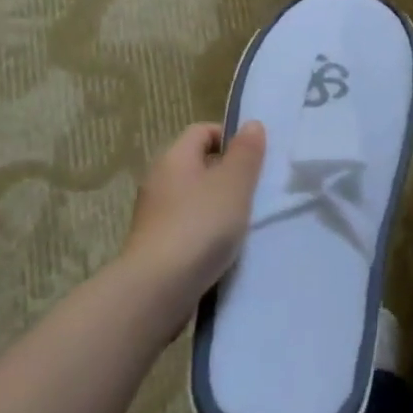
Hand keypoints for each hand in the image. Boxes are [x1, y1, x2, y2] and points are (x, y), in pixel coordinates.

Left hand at [116, 122, 266, 303]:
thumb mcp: (234, 184)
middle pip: (198, 165)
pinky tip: (226, 246)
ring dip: (220, 204)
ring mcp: (155, 216)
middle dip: (229, 173)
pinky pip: (189, 226)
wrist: (158, 288)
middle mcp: (159, 181)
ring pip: (195, 198)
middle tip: (257, 189)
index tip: (255, 157)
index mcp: (174, 159)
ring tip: (246, 220)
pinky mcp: (157, 246)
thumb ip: (246, 153)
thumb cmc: (200, 225)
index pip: (201, 131)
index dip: (230, 137)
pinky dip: (208, 231)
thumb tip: (251, 124)